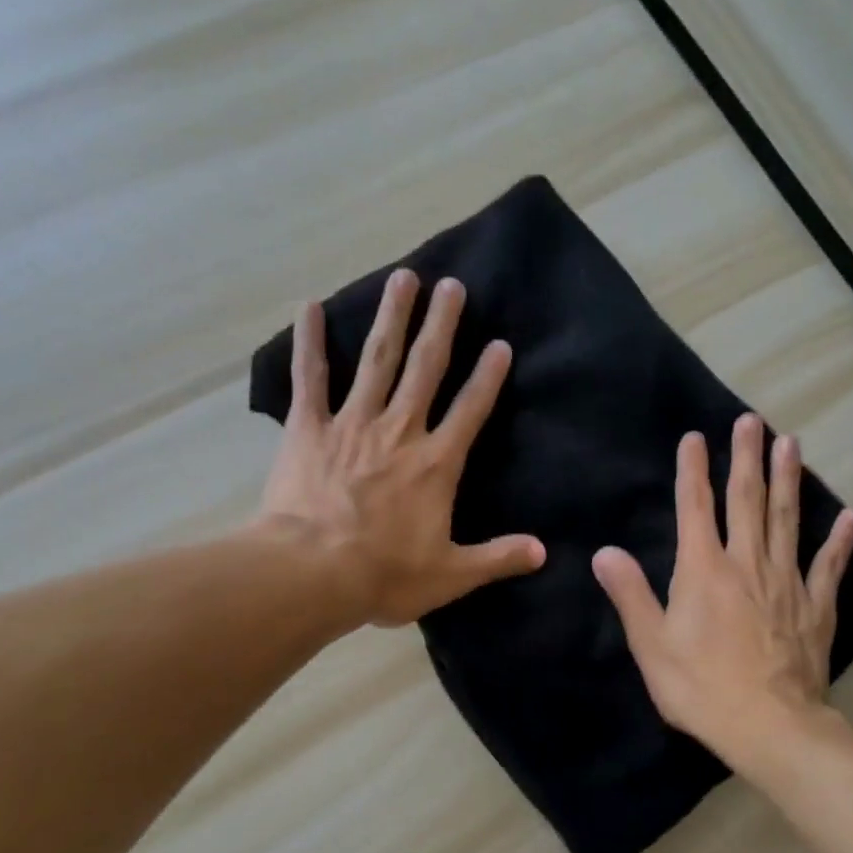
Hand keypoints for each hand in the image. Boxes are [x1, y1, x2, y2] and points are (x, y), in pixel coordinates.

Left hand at [257, 269, 544, 627]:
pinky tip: (310, 306)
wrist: (312, 573)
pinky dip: (310, 342)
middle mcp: (399, 431)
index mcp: (436, 464)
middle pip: (425, 369)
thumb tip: (543, 551)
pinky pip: (310, 379)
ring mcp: (352, 424)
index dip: (488, 377)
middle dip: (442, 326)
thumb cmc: (384, 575)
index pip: (471, 410)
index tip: (500, 344)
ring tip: (403, 278)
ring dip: (392, 317)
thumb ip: (498, 558)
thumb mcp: (451, 575)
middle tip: (452, 285)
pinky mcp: (309, 429)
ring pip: (377, 361)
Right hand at [592, 414, 852, 763]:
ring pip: (787, 519)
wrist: (769, 726)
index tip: (694, 437)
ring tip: (792, 444)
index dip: (693, 471)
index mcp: (703, 570)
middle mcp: (746, 563)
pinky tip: (851, 515)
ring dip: (789, 479)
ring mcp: (787, 582)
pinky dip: (840, 539)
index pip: (695, 508)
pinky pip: (830, 565)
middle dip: (746, 458)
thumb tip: (605, 552)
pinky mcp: (815, 607)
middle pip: (747, 500)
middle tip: (752, 421)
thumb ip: (630, 594)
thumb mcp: (651, 645)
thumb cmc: (701, 687)